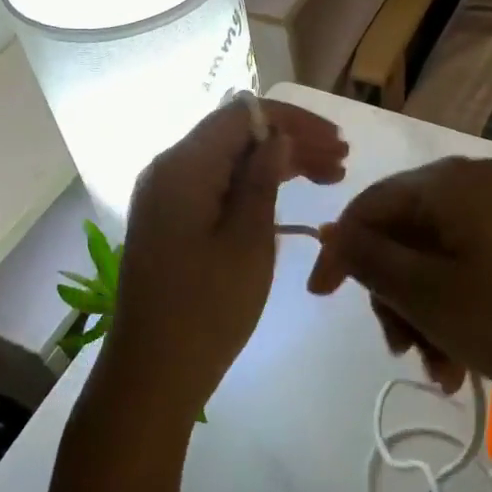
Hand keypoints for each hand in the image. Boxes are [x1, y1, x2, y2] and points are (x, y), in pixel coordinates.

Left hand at [106, 98, 347, 420]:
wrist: (151, 377)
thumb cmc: (206, 310)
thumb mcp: (248, 241)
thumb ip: (263, 179)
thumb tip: (279, 136)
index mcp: (184, 165)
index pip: (243, 114)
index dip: (294, 121)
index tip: (337, 143)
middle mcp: (168, 168)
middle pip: (236, 134)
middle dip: (291, 141)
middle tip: (341, 165)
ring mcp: (166, 195)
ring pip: (230, 159)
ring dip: (277, 162)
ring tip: (329, 178)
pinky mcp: (170, 219)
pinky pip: (216, 184)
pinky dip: (253, 185)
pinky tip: (287, 197)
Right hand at [308, 157, 491, 408]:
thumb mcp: (430, 295)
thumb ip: (371, 260)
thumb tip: (331, 231)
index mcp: (449, 183)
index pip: (370, 205)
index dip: (340, 252)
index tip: (321, 299)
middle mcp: (475, 184)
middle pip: (404, 234)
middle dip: (395, 297)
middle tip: (403, 351)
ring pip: (436, 257)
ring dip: (426, 313)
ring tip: (441, 371)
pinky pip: (469, 264)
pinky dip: (456, 306)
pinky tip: (463, 360)